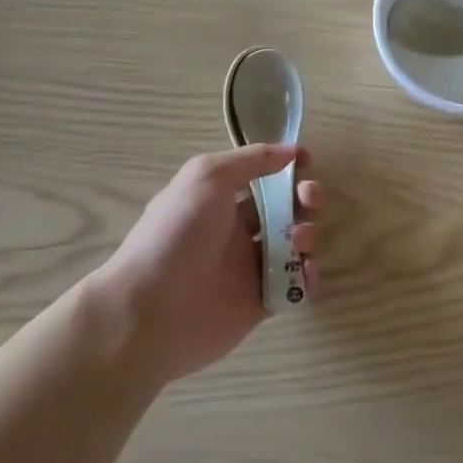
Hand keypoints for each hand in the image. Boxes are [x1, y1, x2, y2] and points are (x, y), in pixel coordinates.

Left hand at [104, 144, 320, 382]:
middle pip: (286, 209)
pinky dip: (307, 277)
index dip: (286, 169)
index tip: (306, 162)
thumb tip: (291, 151)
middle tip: (311, 200)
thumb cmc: (177, 234)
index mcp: (220, 200)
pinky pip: (295, 285)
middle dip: (306, 198)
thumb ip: (251, 159)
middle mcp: (236, 231)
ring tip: (298, 242)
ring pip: (295, 245)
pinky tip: (303, 272)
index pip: (263, 178)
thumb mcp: (206, 176)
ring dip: (308, 235)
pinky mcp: (261, 302)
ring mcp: (250, 268)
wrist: (151, 311)